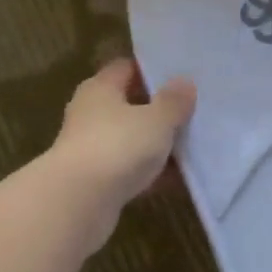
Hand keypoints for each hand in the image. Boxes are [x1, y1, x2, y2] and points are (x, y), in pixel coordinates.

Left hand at [45, 59, 195, 245]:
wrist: (78, 203)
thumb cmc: (117, 146)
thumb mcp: (156, 119)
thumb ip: (173, 101)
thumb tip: (184, 82)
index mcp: (100, 88)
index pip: (127, 68)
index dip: (153, 70)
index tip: (182, 75)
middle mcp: (91, 113)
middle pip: (129, 104)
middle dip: (159, 109)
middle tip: (194, 110)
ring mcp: (91, 148)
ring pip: (131, 139)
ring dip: (156, 143)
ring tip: (193, 144)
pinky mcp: (96, 181)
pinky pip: (130, 169)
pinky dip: (150, 172)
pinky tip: (179, 178)